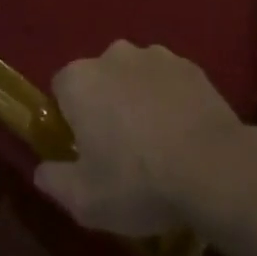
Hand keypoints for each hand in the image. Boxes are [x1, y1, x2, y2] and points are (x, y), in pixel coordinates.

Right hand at [33, 40, 251, 236]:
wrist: (213, 166)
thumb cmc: (137, 181)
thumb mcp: (84, 200)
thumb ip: (54, 181)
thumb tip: (43, 170)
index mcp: (80, 80)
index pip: (61, 90)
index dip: (69, 119)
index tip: (82, 149)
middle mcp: (114, 55)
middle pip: (99, 78)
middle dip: (104, 104)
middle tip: (118, 148)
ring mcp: (157, 56)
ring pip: (135, 76)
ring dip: (138, 99)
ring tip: (155, 142)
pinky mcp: (191, 65)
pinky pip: (169, 81)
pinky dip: (170, 99)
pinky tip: (182, 133)